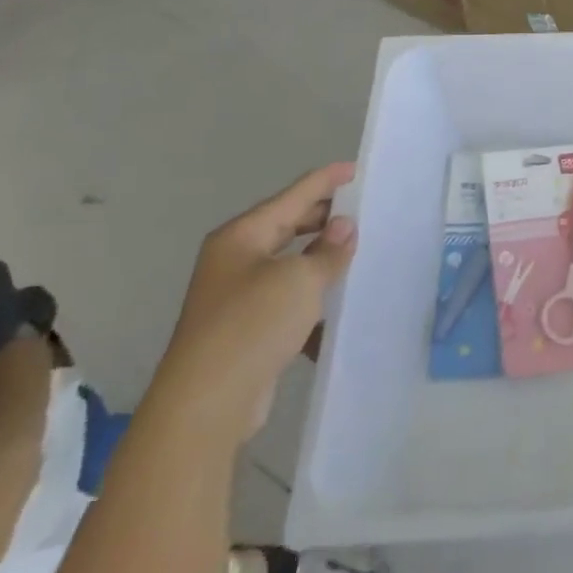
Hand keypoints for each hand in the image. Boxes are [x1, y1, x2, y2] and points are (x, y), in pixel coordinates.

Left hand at [146, 162, 357, 451]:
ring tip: (361, 253)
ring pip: (291, 264)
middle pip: (289, 226)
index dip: (325, 181)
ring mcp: (239, 295)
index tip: (356, 169)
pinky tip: (342, 303)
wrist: (207, 403)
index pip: (293, 196)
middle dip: (325, 218)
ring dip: (323, 259)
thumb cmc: (252, 325)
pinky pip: (289, 299)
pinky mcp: (249, 328)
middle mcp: (236, 260)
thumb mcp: (300, 279)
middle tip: (365, 211)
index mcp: (242, 236)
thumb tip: (344, 226)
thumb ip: (328, 251)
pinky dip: (314, 297)